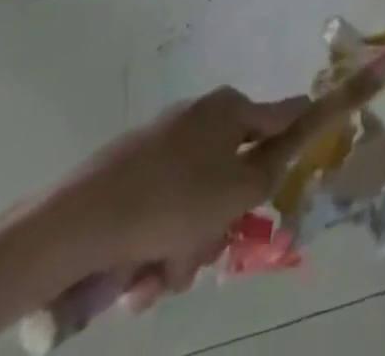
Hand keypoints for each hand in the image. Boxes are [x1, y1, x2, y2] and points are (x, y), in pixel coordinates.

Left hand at [40, 87, 307, 308]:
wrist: (74, 223)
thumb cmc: (171, 200)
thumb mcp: (238, 191)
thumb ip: (272, 172)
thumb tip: (279, 158)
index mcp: (229, 107)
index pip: (284, 113)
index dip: (302, 130)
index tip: (310, 153)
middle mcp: (199, 118)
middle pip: (232, 172)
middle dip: (221, 221)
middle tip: (208, 251)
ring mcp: (160, 146)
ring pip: (193, 203)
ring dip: (185, 246)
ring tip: (160, 277)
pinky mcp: (127, 176)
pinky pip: (159, 214)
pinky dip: (154, 246)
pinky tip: (137, 277)